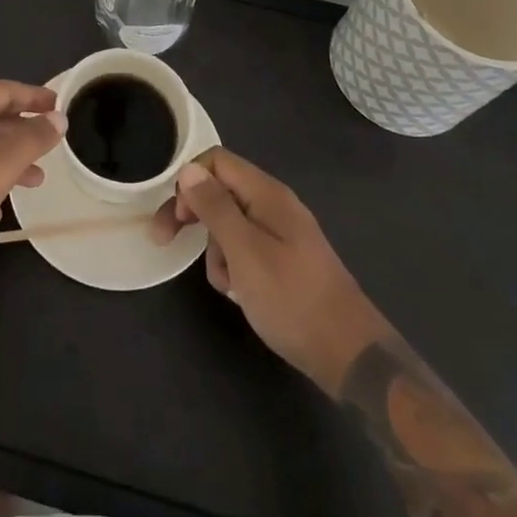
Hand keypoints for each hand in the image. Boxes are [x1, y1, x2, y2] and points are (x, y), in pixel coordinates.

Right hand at [150, 147, 386, 395]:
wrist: (349, 355)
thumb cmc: (292, 298)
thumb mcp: (245, 251)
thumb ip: (215, 207)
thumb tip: (188, 169)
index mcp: (267, 194)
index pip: (216, 161)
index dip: (189, 181)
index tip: (177, 218)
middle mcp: (274, 205)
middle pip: (221, 191)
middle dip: (194, 215)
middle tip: (166, 241)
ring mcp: (282, 233)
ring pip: (230, 224)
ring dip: (216, 249)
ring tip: (227, 283)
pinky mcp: (286, 260)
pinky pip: (247, 248)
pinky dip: (235, 266)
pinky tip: (241, 293)